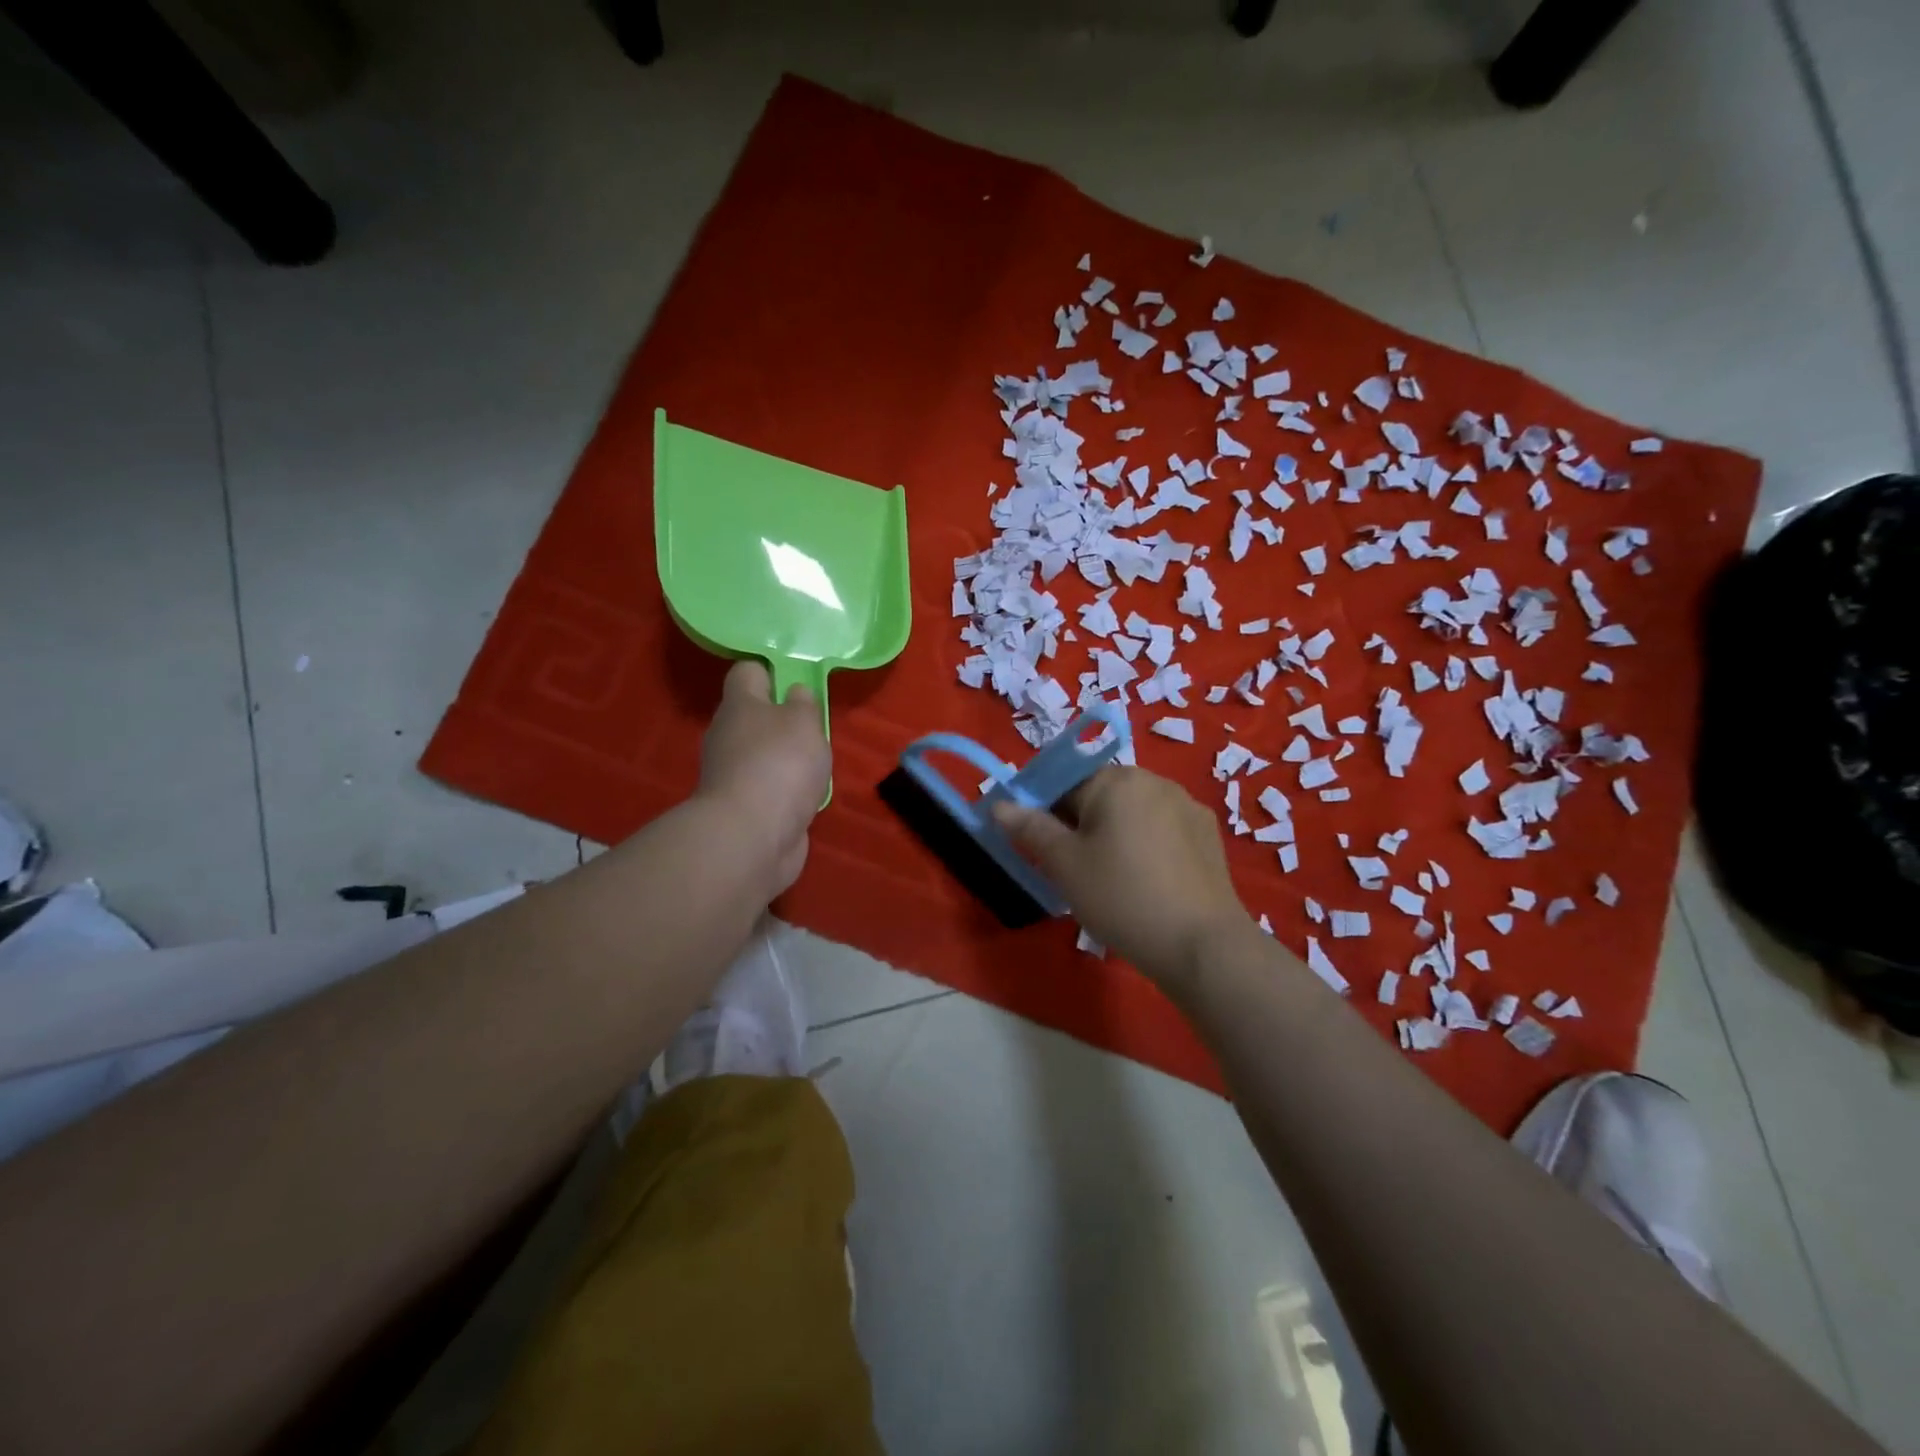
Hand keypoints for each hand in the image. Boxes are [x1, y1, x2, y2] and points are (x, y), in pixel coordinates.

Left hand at [695, 660, 830, 895]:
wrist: (751, 836)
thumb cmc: (780, 764)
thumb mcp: (804, 721)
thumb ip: (803, 703)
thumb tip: (794, 694)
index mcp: (739, 705)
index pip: (747, 672)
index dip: (772, 671)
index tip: (798, 682)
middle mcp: (728, 735)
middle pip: (754, 716)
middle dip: (784, 720)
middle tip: (815, 728)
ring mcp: (731, 774)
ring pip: (762, 754)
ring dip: (787, 759)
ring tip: (816, 767)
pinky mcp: (741, 807)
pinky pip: (767, 788)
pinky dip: (785, 791)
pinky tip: (805, 798)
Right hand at [992, 765, 1251, 986]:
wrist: (1202, 945)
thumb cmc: (1122, 898)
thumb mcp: (1065, 865)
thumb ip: (1031, 828)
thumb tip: (1000, 804)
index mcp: (1116, 779)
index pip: (1064, 783)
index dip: (1044, 813)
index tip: (1038, 848)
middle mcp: (1154, 780)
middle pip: (1100, 795)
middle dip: (1079, 825)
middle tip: (1072, 871)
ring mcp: (1187, 806)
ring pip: (1132, 813)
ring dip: (1113, 835)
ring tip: (1110, 881)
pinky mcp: (1208, 834)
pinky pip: (1162, 830)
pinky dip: (1146, 847)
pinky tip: (1146, 883)